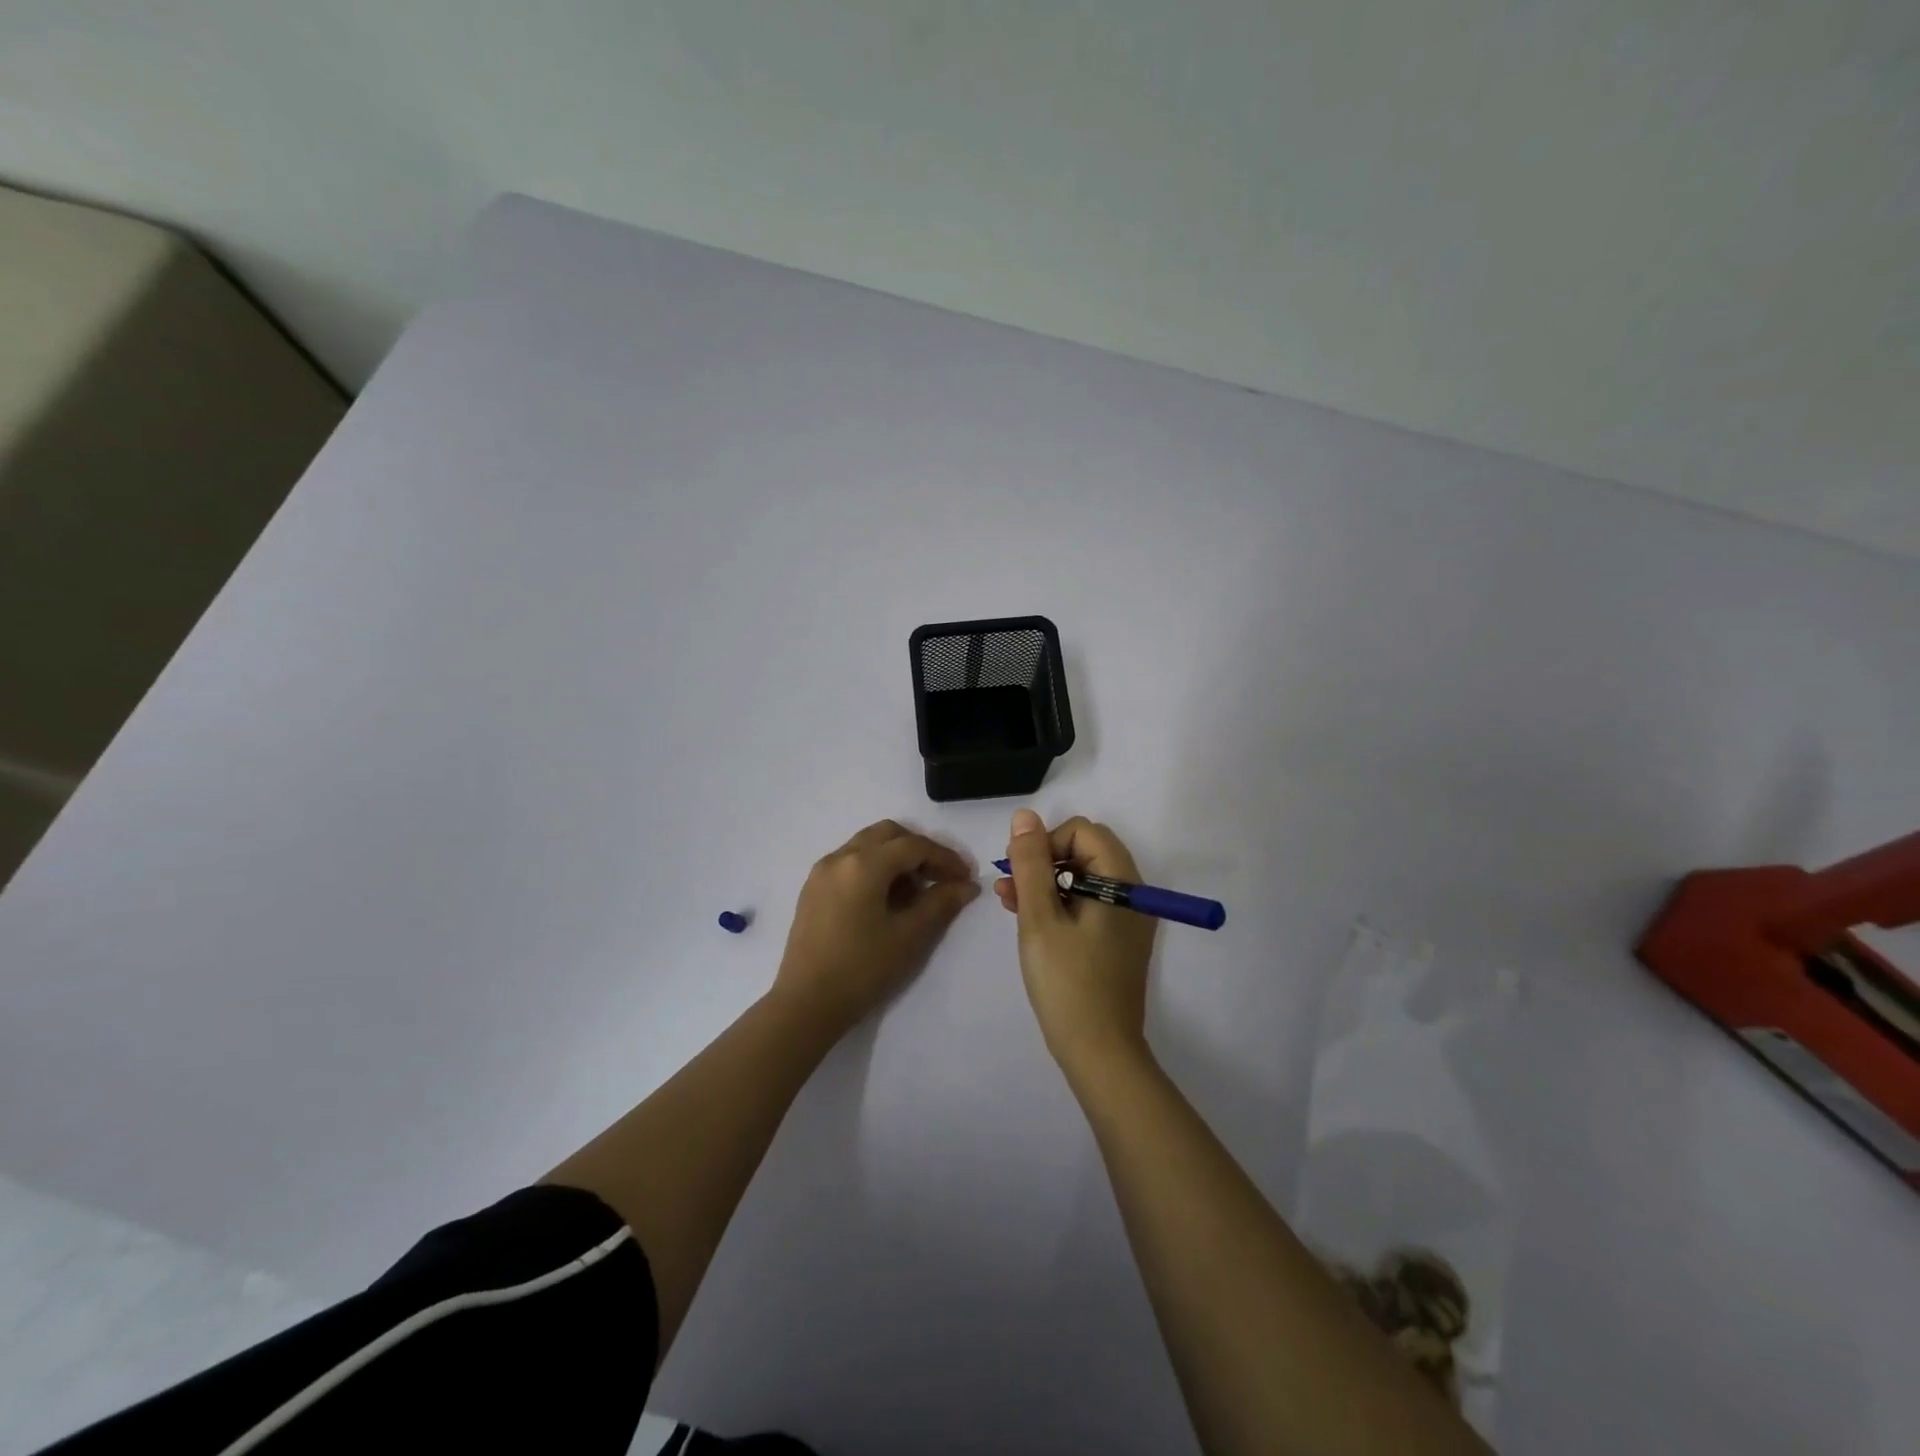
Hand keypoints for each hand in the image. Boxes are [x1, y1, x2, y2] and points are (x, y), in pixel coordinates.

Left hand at [774, 820, 980, 1037]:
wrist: (806, 1004)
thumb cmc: (862, 969)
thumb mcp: (910, 937)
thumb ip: (941, 904)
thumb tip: (966, 885)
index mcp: (863, 864)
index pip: (914, 846)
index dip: (945, 858)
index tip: (966, 878)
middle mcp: (839, 857)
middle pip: (888, 835)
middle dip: (919, 849)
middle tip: (940, 877)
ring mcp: (821, 872)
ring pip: (866, 845)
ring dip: (895, 858)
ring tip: (915, 892)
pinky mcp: (812, 889)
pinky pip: (849, 862)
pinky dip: (874, 868)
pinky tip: (885, 901)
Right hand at [997, 810, 1157, 1080]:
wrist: (1100, 1054)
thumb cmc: (1068, 983)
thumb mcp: (1040, 919)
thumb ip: (1031, 864)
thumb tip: (1025, 817)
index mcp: (1121, 883)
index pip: (1083, 832)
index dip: (1047, 843)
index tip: (1020, 872)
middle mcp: (1132, 894)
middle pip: (1085, 852)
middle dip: (1043, 861)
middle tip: (1010, 887)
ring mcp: (1126, 919)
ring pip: (1082, 878)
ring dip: (1045, 882)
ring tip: (1007, 901)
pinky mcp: (1117, 941)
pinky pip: (1087, 904)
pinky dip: (1058, 904)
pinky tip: (1027, 919)